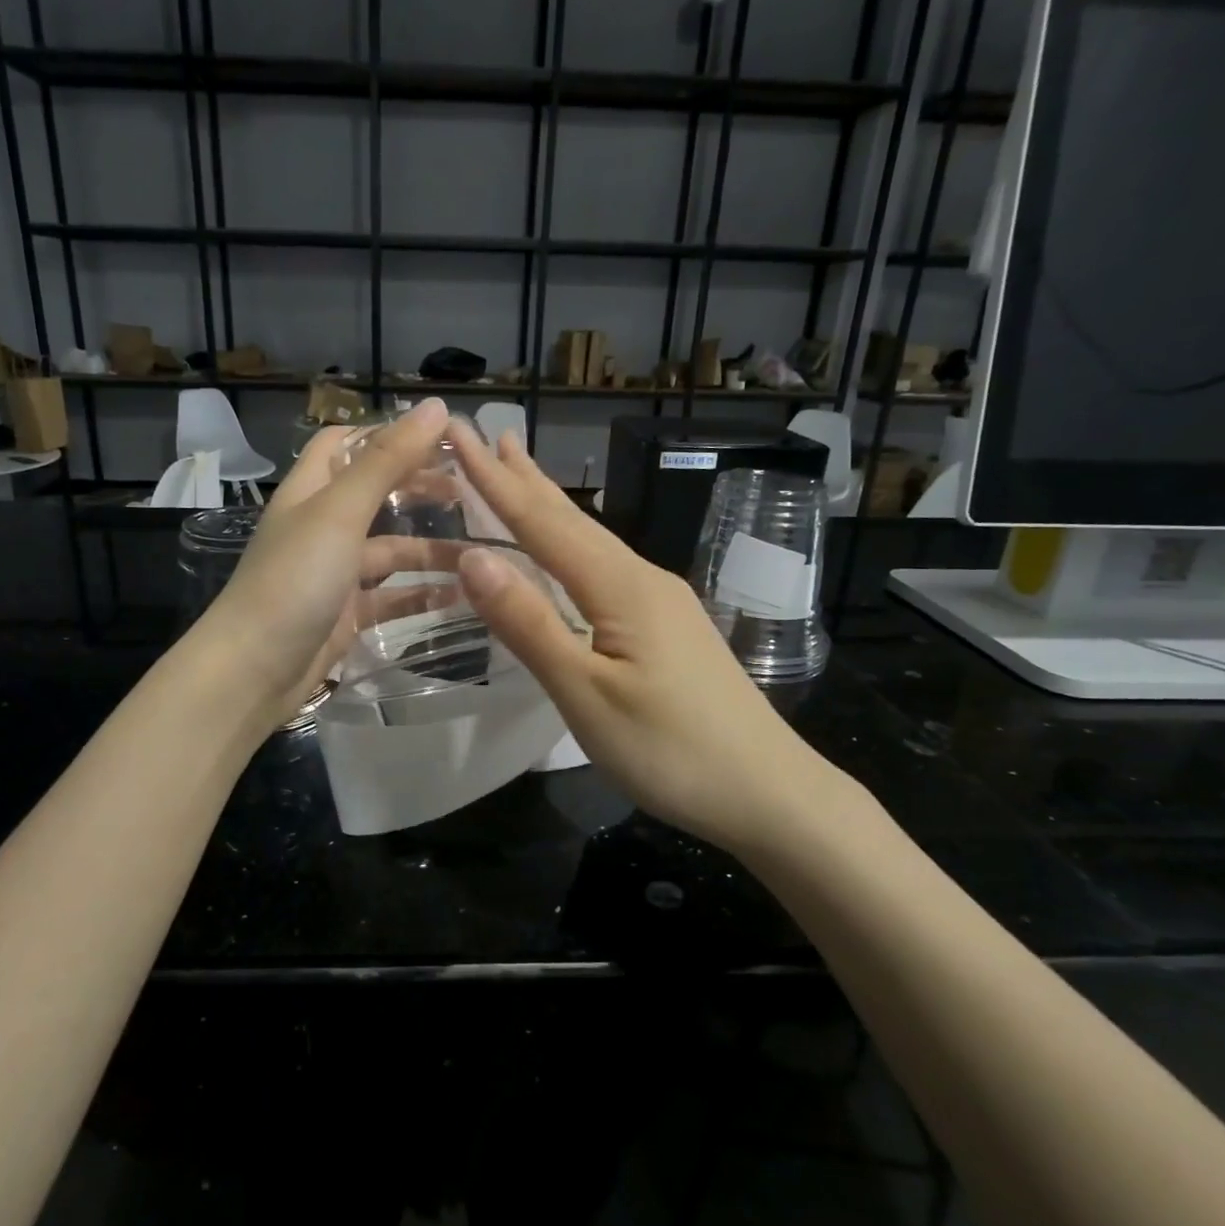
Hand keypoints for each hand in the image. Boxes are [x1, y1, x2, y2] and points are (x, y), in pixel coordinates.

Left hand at [196, 398, 456, 728]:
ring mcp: (334, 574)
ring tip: (480, 552)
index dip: (387, 435)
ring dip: (431, 550)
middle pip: (375, 496)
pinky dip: (421, 595)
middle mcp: (321, 527)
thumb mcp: (341, 512)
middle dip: (419, 490)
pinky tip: (460, 597)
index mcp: (311, 491)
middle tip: (471, 492)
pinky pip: (391, 598)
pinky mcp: (346, 615)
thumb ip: (387, 461)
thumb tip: (437, 407)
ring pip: (390, 551)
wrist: (253, 671)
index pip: (345, 444)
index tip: (439, 438)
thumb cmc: (294, 580)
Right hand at [447, 426, 843, 855]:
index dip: (493, 481)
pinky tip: (566, 551)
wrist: (768, 791)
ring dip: (548, 505)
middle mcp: (641, 578)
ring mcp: (660, 601)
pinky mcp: (667, 627)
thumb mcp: (586, 695)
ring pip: (591, 541)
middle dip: (523, 478)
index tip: (456, 434)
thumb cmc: (670, 750)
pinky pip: (604, 568)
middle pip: (571, 519)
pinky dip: (570, 545)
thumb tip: (474, 558)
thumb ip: (530, 624)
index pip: (541, 523)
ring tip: (518, 472)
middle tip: (485, 435)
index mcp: (619, 586)